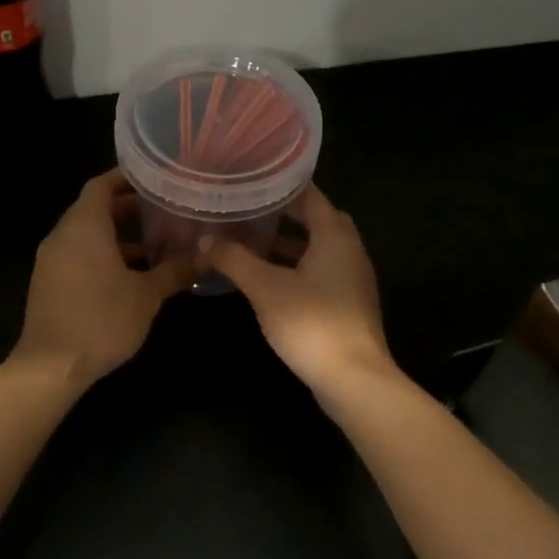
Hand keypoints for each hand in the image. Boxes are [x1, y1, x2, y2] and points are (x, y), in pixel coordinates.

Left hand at [12, 169, 195, 387]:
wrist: (50, 367)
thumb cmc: (101, 320)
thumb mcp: (147, 295)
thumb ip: (175, 271)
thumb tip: (206, 257)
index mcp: (84, 227)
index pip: (101, 185)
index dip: (125, 177)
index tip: (153, 177)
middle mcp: (63, 236)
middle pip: (94, 208)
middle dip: (128, 208)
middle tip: (163, 209)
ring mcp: (52, 261)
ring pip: (87, 235)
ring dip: (117, 236)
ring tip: (154, 243)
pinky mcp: (49, 283)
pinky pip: (78, 255)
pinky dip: (103, 255)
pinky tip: (131, 275)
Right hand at [207, 186, 393, 399]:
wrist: (354, 380)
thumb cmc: (312, 323)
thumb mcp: (265, 287)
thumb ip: (234, 259)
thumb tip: (204, 240)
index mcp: (335, 236)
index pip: (310, 195)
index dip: (282, 185)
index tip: (253, 178)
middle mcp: (350, 250)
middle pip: (318, 220)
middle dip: (286, 213)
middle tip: (252, 208)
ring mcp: (352, 279)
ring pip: (320, 248)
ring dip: (291, 242)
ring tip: (254, 239)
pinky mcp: (348, 304)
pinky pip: (321, 272)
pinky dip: (297, 267)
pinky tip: (271, 279)